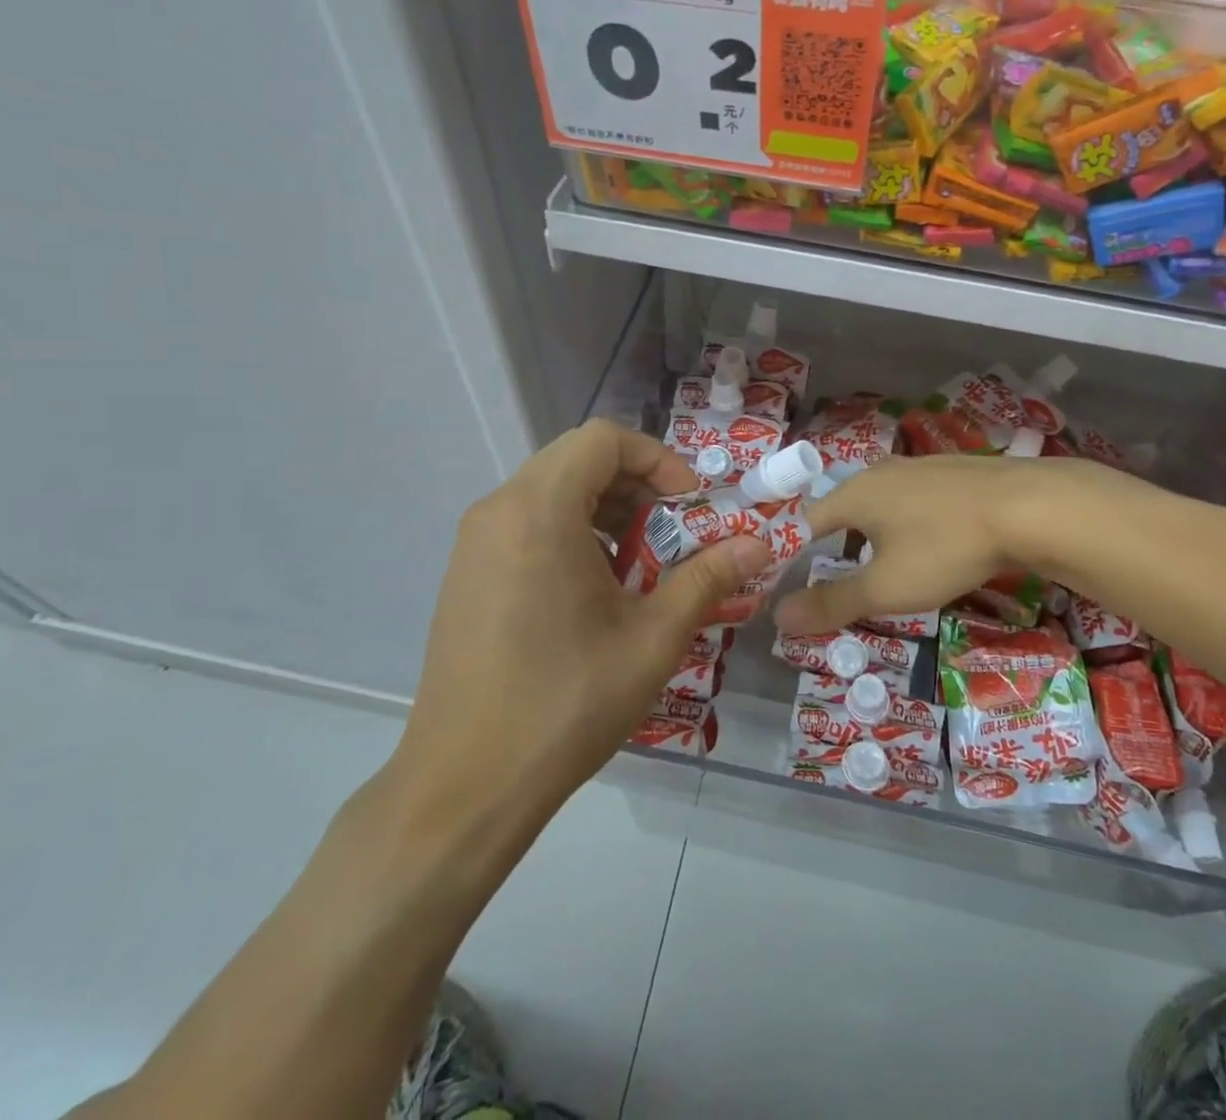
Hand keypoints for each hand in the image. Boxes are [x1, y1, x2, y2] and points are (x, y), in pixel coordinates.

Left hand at [392, 421, 768, 822]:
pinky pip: (527, 523)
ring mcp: (474, 543)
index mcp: (539, 511)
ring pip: (552, 491)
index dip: (658, 459)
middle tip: (672, 533)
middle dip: (637, 486)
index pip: (604, 439)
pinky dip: (573, 532)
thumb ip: (708, 577)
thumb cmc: (566, 702)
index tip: (689, 505)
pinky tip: (595, 591)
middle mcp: (498, 511)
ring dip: (606, 510)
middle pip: (578, 460)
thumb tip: (760, 545)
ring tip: (638, 565)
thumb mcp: (653, 637)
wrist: (465, 786)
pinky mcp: (466, 574)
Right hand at [774, 453, 1156, 636]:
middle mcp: (880, 472)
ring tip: (881, 565)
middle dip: (834, 543)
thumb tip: (779, 616)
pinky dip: (907, 523)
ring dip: (873, 534)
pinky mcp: (953, 472)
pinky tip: (930, 543)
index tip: (785, 577)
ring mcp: (920, 467)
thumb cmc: (945, 547)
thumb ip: (832, 602)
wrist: (1029, 507)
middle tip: (835, 578)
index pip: (805, 520)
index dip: (790, 550)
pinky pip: (914, 500)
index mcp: (854, 493)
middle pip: (843, 508)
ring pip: (881, 503)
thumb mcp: (886, 587)